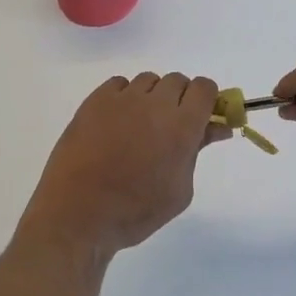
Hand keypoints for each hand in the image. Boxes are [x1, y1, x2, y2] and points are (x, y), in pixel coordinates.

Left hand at [17, 72, 226, 259]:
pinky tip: (116, 123)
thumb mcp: (179, 190)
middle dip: (179, 99)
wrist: (78, 214)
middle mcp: (155, 104)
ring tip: (138, 127)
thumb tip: (217, 127)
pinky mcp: (96, 99)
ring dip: (151, 97)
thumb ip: (198, 151)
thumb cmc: (135, 212)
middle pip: (178, 81)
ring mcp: (123, 98)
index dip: (206, 99)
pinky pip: (120, 84)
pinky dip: (124, 97)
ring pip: (149, 80)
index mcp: (181, 127)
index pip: (205, 88)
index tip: (200, 116)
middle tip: (168, 127)